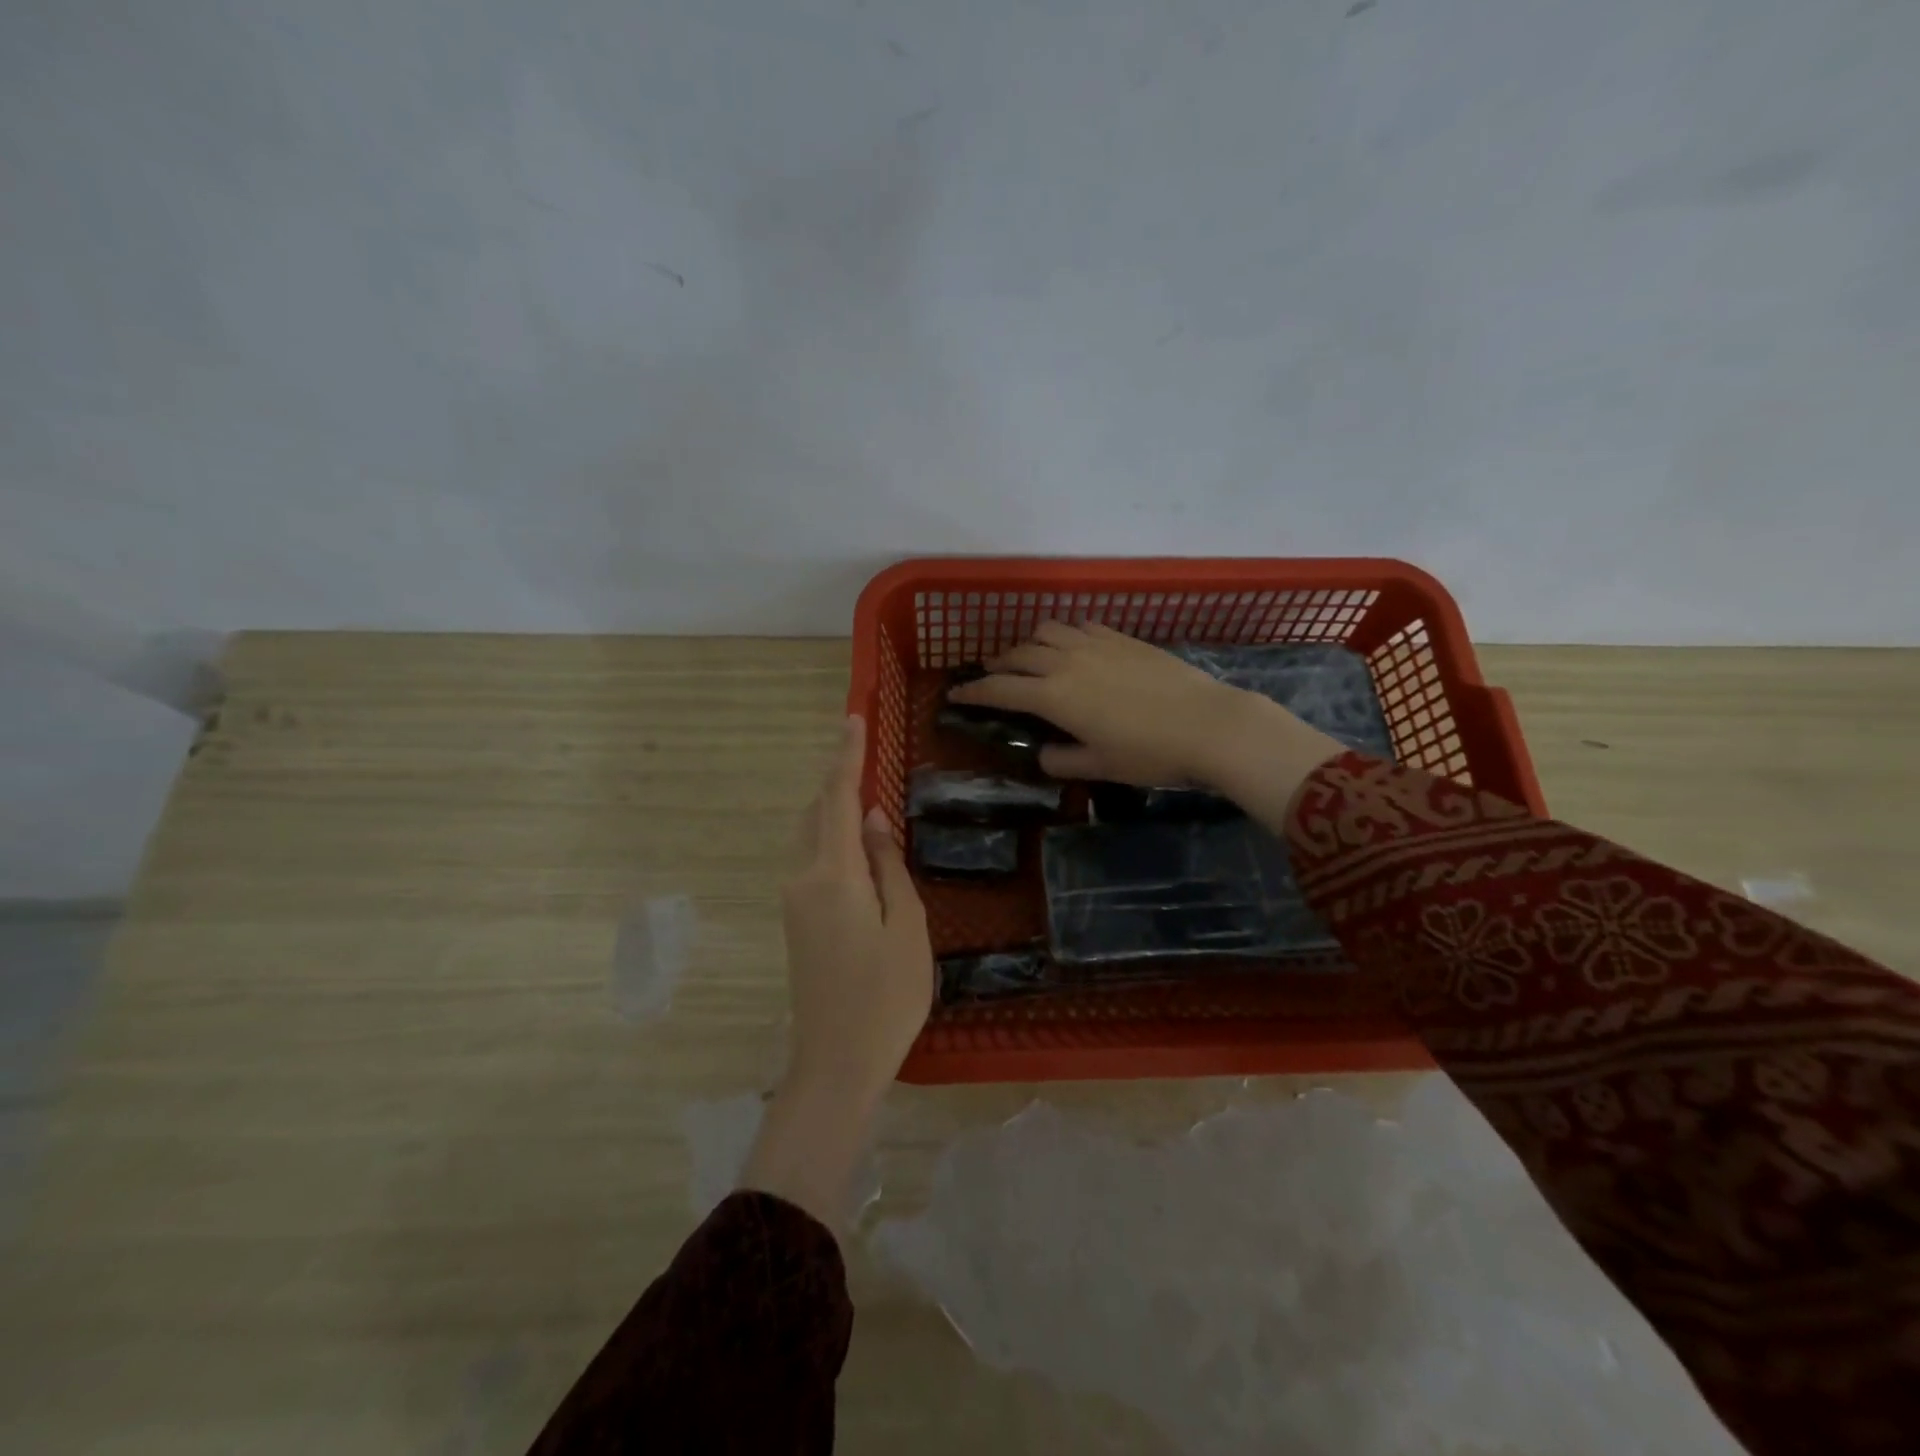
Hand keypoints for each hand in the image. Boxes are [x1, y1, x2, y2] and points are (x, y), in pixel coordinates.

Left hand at [780, 715, 933, 1102]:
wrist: (835, 1063)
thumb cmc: (886, 997)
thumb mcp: (907, 927)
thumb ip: (887, 866)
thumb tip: (870, 820)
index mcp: (832, 875)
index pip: (837, 799)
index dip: (846, 756)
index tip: (853, 718)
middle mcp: (802, 878)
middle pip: (816, 813)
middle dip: (839, 781)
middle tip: (869, 758)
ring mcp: (793, 900)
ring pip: (811, 836)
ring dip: (834, 811)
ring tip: (869, 801)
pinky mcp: (796, 920)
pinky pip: (812, 861)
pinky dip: (832, 840)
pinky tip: (860, 850)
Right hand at [948, 622, 1347, 821]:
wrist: (1209, 723)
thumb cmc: (1150, 752)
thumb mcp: (1101, 766)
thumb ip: (1063, 760)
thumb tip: (1044, 753)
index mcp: (1054, 696)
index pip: (1000, 688)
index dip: (973, 692)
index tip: (955, 694)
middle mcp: (1066, 661)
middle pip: (1018, 653)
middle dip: (997, 664)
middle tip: (991, 676)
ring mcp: (1095, 644)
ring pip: (1047, 630)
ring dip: (1029, 643)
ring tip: (1030, 657)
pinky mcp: (1122, 637)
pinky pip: (1080, 626)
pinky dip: (1065, 634)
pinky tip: (1073, 646)